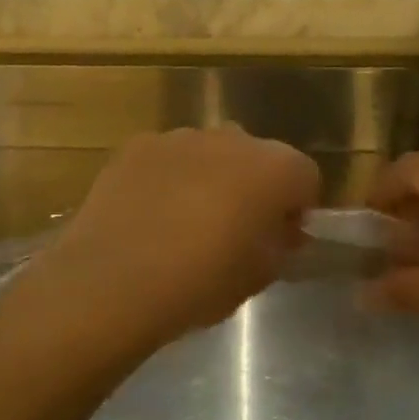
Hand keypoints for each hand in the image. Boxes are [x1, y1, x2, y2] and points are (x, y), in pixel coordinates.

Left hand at [8, 127, 320, 363]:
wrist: (113, 280)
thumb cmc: (200, 283)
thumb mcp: (257, 276)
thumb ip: (280, 245)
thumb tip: (281, 231)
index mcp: (274, 169)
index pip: (305, 177)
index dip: (296, 207)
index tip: (280, 237)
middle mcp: (232, 139)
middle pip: (257, 157)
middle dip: (253, 186)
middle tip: (234, 229)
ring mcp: (181, 137)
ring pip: (210, 153)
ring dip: (210, 178)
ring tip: (184, 222)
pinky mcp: (137, 145)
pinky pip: (167, 158)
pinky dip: (167, 177)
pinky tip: (149, 214)